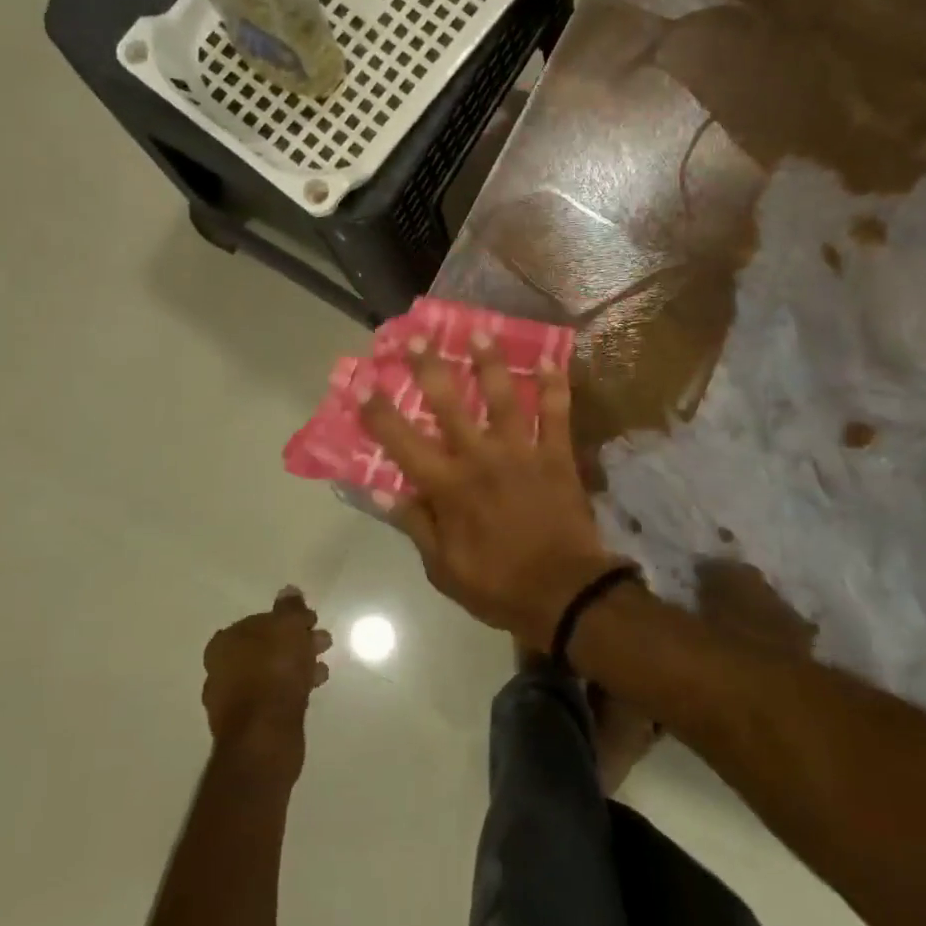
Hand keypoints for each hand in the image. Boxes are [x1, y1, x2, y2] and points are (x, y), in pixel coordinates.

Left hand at [202, 588, 331, 781]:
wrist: (265, 737)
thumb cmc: (275, 672)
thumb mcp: (288, 628)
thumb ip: (290, 608)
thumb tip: (288, 590)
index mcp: (225, 643)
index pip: (259, 621)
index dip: (287, 619)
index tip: (311, 621)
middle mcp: (222, 669)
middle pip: (266, 646)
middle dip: (296, 641)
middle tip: (323, 641)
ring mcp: (233, 699)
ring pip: (272, 671)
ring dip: (298, 664)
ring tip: (323, 667)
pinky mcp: (249, 723)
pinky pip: (274, 694)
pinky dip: (293, 687)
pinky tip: (313, 687)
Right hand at [360, 333, 620, 650]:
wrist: (564, 594)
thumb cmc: (498, 586)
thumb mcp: (443, 568)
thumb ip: (415, 525)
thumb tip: (383, 492)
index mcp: (448, 487)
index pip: (402, 442)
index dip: (378, 412)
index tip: (362, 383)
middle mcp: (480, 458)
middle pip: (449, 404)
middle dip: (429, 367)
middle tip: (417, 336)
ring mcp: (521, 452)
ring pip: (503, 397)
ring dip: (491, 362)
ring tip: (482, 331)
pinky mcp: (557, 456)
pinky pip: (557, 414)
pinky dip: (554, 387)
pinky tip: (550, 361)